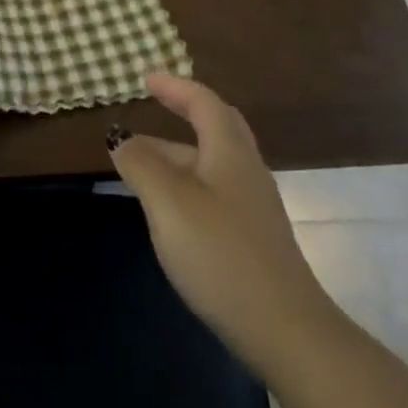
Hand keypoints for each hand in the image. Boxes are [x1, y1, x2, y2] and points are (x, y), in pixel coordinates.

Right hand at [109, 74, 332, 379]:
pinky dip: (186, 184)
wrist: (284, 329)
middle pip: (215, 127)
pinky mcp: (252, 238)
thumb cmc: (221, 253)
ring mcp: (253, 206)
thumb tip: (122, 140)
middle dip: (183, 113)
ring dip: (178, 154)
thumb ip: (142, 165)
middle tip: (152, 108)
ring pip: (212, 163)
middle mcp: (246, 170)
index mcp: (229, 151)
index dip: (175, 86)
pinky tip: (168, 209)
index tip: (147, 79)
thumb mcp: (169, 202)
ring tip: (141, 165)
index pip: (204, 102)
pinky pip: (214, 191)